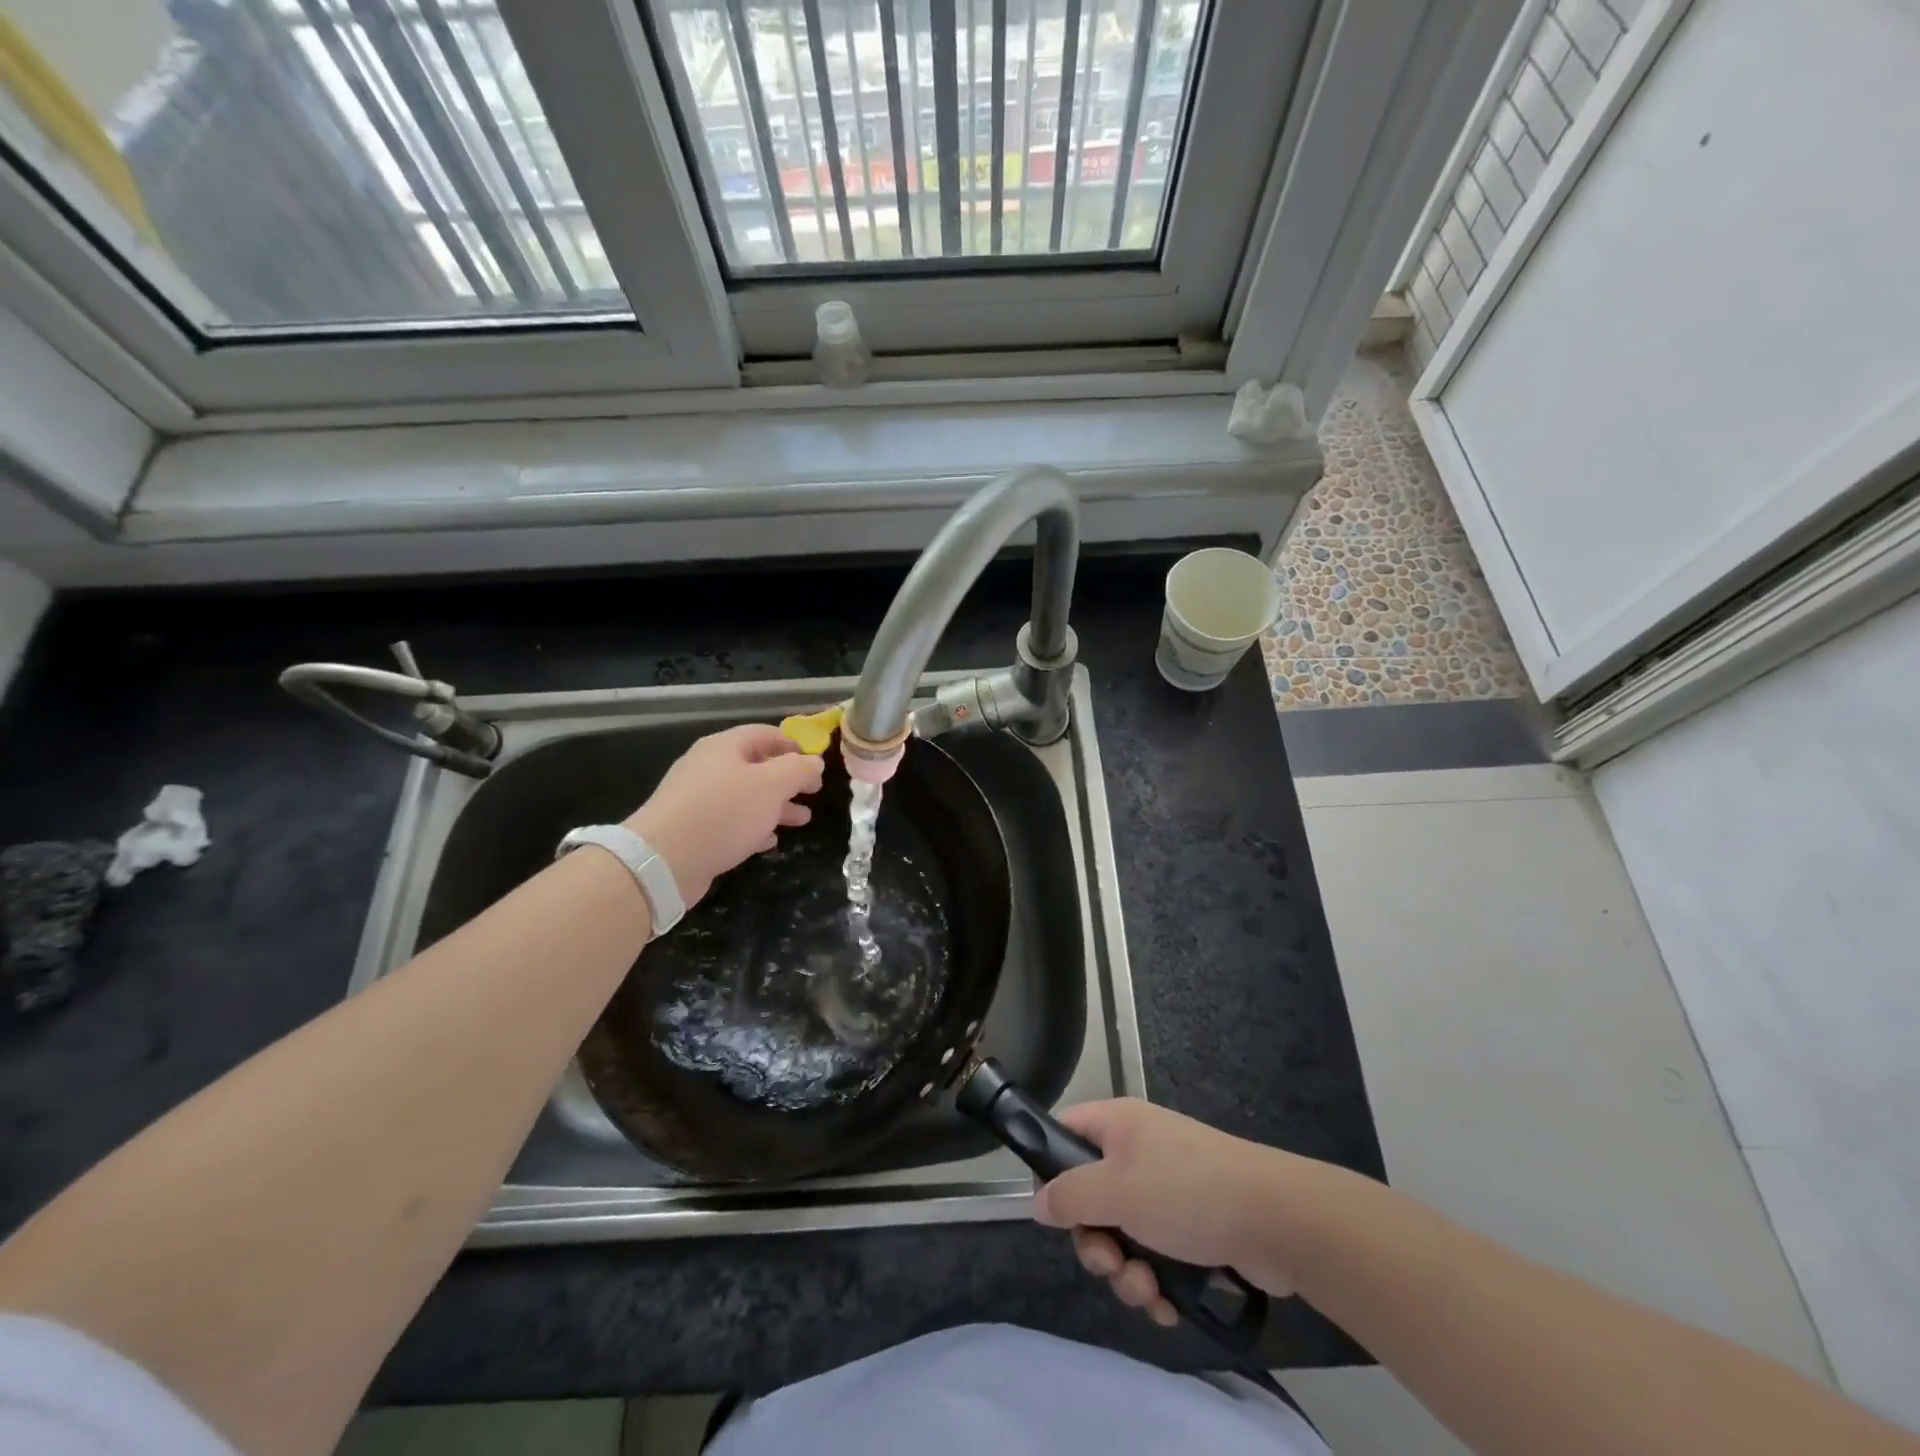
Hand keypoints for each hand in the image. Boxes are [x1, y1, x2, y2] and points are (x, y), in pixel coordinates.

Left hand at [626, 724, 823, 905]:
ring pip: (745, 796)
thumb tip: (814, 761)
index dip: (794, 744)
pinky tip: (769, 840)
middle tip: (813, 793)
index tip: (816, 762)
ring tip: (801, 820)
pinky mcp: (691, 829)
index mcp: (724, 747)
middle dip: (788, 780)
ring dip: (775, 806)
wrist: (664, 859)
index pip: (765, 734)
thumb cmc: (724, 812)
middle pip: (756, 766)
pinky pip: (729, 821)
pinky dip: (753, 826)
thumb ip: (798, 770)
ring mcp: (697, 798)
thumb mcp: (772, 785)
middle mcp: (708, 767)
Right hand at [1032, 1099, 1308, 1326]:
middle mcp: (1139, 1150)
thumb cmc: (1187, 1191)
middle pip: (1092, 1195)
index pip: (1065, 1132)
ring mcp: (1169, 1188)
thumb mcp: (1116, 1190)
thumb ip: (1070, 1196)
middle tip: (1110, 1262)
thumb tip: (1038, 1201)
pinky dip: (1157, 1282)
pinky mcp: (1194, 1226)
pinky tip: (1169, 1306)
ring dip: (1127, 1271)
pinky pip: (1157, 1254)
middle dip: (1096, 1241)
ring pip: (1124, 1233)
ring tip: (1148, 1290)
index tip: (1056, 1214)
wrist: (1277, 1218)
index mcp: (1118, 1125)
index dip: (1050, 1169)